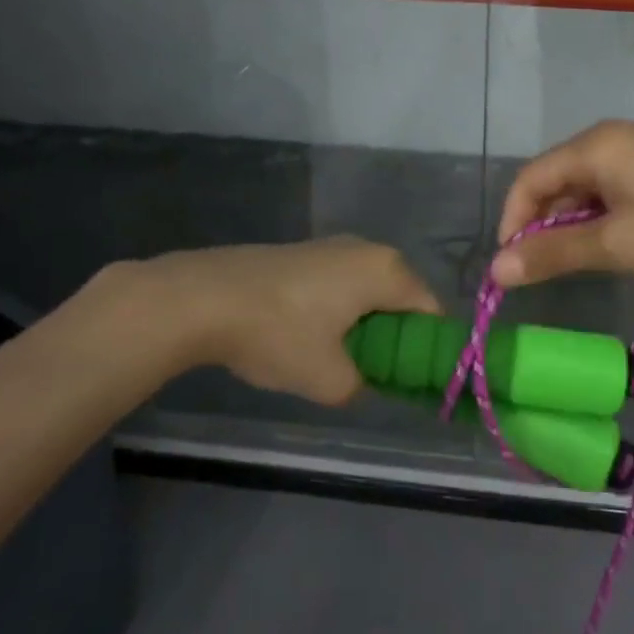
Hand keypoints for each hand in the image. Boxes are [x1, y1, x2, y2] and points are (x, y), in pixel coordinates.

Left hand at [94, 237, 439, 404]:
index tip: (412, 381)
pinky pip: (342, 283)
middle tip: (374, 373)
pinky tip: (310, 335)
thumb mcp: (328, 379)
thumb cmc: (278, 333)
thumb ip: (361, 387)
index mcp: (387, 272)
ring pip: (369, 290)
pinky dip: (340, 310)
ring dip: (365, 324)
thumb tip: (362, 383)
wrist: (203, 297)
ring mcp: (333, 246)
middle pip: (402, 298)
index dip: (427, 349)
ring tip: (339, 358)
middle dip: (395, 337)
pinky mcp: (305, 252)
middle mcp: (368, 249)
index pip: (430, 312)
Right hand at [491, 121, 633, 289]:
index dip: (513, 221)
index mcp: (597, 145)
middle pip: (554, 178)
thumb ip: (552, 254)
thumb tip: (495, 270)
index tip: (511, 266)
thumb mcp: (615, 246)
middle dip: (539, 222)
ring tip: (570, 261)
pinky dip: (595, 217)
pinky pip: (608, 188)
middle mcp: (612, 137)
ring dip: (567, 222)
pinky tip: (603, 244)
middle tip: (539, 268)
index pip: (531, 178)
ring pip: (581, 185)